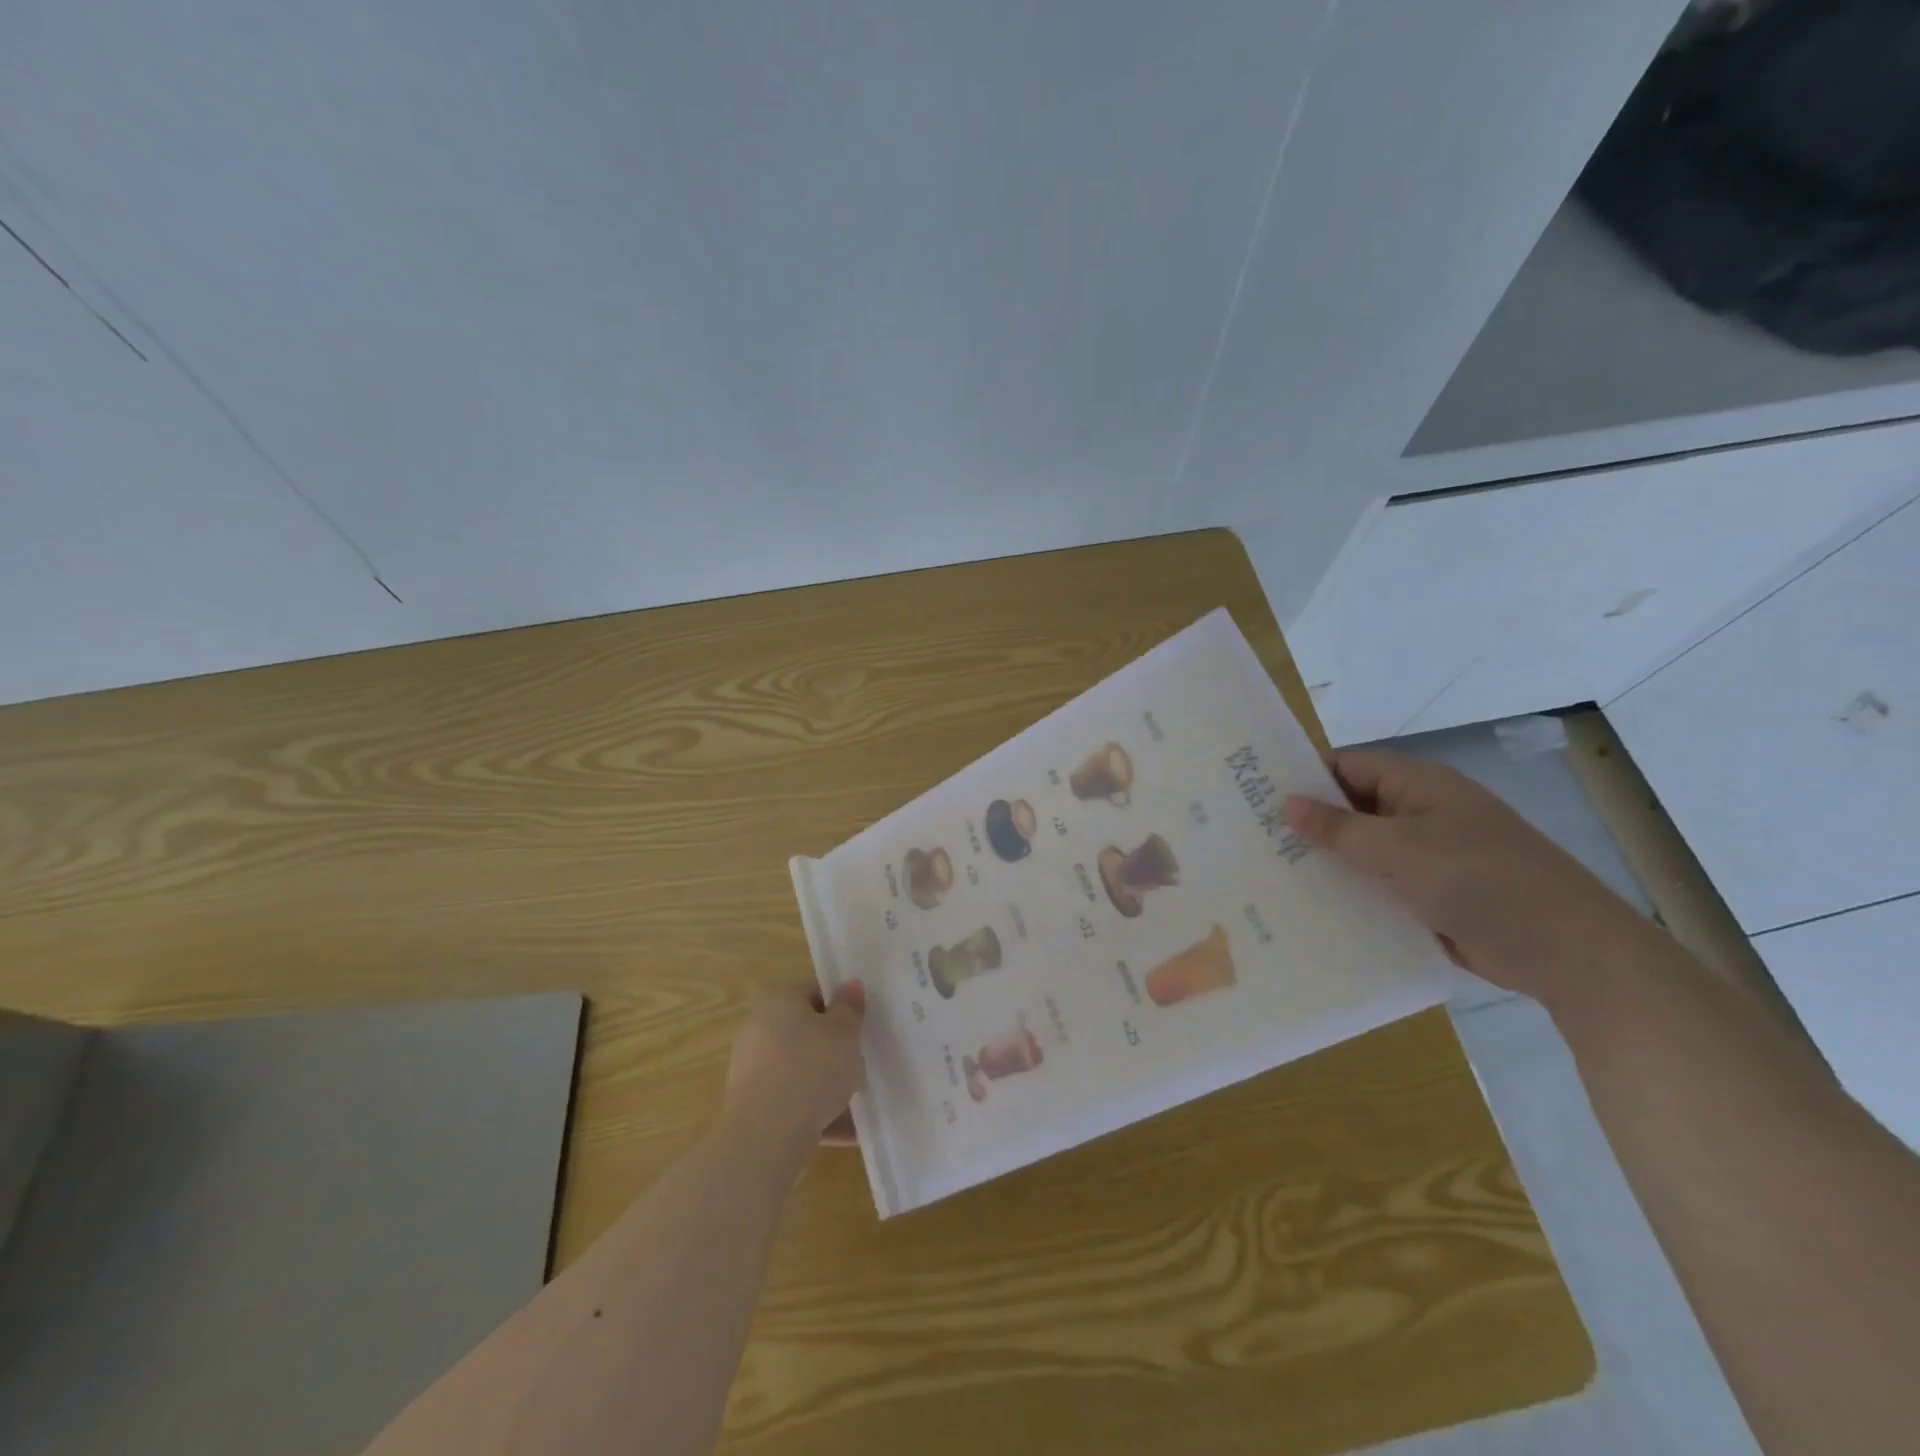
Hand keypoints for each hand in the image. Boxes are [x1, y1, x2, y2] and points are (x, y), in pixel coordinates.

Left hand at [722, 982, 866, 1160]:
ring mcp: (752, 1068)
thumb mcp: (844, 1032)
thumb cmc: (811, 1068)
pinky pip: (793, 1102)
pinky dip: (816, 1112)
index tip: (861, 1030)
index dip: (842, 1009)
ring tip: (858, 1104)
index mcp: (777, 998)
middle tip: (860, 1064)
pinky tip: (846, 1131)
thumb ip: (850, 1007)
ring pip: (801, 1070)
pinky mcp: (752, 1106)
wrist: (766, 1137)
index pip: (815, 993)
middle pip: (807, 1033)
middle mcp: (758, 1027)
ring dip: (827, 1085)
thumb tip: (850, 985)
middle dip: (834, 1050)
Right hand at [1284, 751, 1651, 1010]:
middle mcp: (1422, 813)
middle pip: (1353, 809)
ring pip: (1365, 851)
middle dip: (1310, 824)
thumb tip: (1287, 803)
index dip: (1305, 778)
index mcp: (1419, 786)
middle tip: (1255, 841)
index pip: (1348, 767)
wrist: (1567, 950)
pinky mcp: (1434, 895)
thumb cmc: (1479, 880)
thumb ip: (1339, 827)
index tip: (1257, 798)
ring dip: (1329, 862)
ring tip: (1272, 875)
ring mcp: (1430, 856)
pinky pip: (1382, 885)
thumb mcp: (1400, 849)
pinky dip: (1353, 892)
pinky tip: (1314, 907)